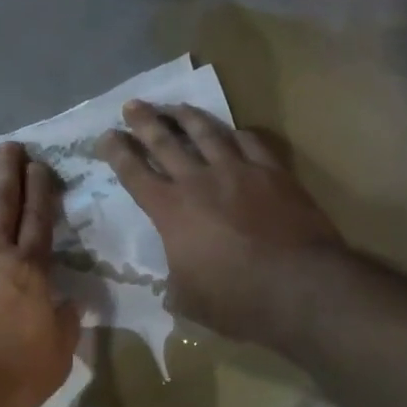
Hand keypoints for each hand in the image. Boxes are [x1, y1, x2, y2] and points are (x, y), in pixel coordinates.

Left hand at [0, 142, 81, 406]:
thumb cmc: (10, 376)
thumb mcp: (57, 357)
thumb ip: (66, 325)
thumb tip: (73, 304)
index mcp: (30, 271)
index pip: (40, 219)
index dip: (42, 189)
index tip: (41, 164)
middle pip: (3, 202)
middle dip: (8, 170)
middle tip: (10, 145)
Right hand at [97, 100, 346, 345]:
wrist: (300, 286)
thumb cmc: (236, 300)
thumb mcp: (189, 301)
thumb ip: (174, 287)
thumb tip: (171, 289)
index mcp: (170, 211)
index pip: (134, 174)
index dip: (117, 153)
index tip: (106, 136)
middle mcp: (198, 182)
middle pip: (165, 142)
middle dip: (144, 122)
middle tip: (132, 105)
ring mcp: (238, 172)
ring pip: (207, 133)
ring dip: (187, 117)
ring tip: (176, 106)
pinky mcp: (273, 172)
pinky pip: (250, 142)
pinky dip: (236, 134)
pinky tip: (232, 131)